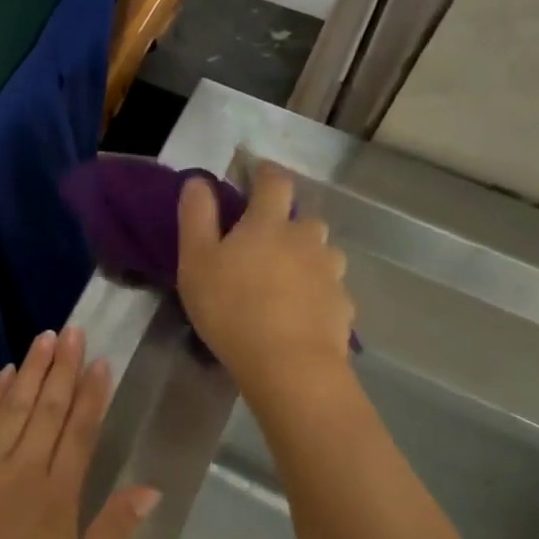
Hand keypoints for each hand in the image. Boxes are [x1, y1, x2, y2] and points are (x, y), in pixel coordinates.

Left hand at [0, 327, 158, 538]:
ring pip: (14, 408)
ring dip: (31, 371)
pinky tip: (4, 376)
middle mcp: (22, 470)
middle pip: (48, 409)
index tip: (101, 362)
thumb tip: (151, 489)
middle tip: (74, 331)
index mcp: (57, 496)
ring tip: (45, 338)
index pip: (80, 432)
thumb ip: (113, 531)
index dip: (92, 394)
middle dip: (63, 367)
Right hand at [177, 162, 355, 395]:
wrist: (288, 365)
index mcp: (269, 223)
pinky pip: (328, 291)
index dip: (266, 173)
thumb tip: (199, 180)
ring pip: (321, 255)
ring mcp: (330, 273)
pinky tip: (300, 315)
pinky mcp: (342, 306)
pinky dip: (316, 295)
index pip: (274, 182)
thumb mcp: (196, 262)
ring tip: (284, 283)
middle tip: (265, 245)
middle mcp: (306, 239)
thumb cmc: (231, 309)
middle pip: (304, 219)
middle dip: (287, 224)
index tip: (257, 173)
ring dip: (305, 259)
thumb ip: (196, 217)